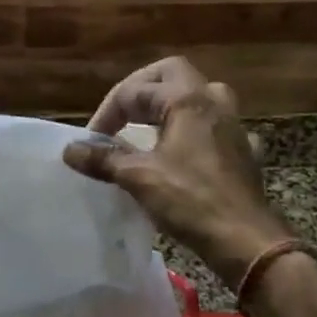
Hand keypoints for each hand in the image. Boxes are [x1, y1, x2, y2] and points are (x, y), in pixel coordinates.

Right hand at [63, 57, 291, 288]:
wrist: (246, 241)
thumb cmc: (191, 201)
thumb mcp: (138, 177)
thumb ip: (103, 159)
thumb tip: (70, 150)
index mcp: (188, 100)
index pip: (136, 90)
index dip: (108, 111)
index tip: (93, 141)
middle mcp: (214, 103)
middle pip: (174, 74)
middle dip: (142, 88)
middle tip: (122, 112)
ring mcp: (234, 127)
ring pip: (201, 96)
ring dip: (172, 104)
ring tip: (151, 125)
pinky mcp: (244, 152)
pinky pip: (217, 128)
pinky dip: (196, 132)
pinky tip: (186, 153)